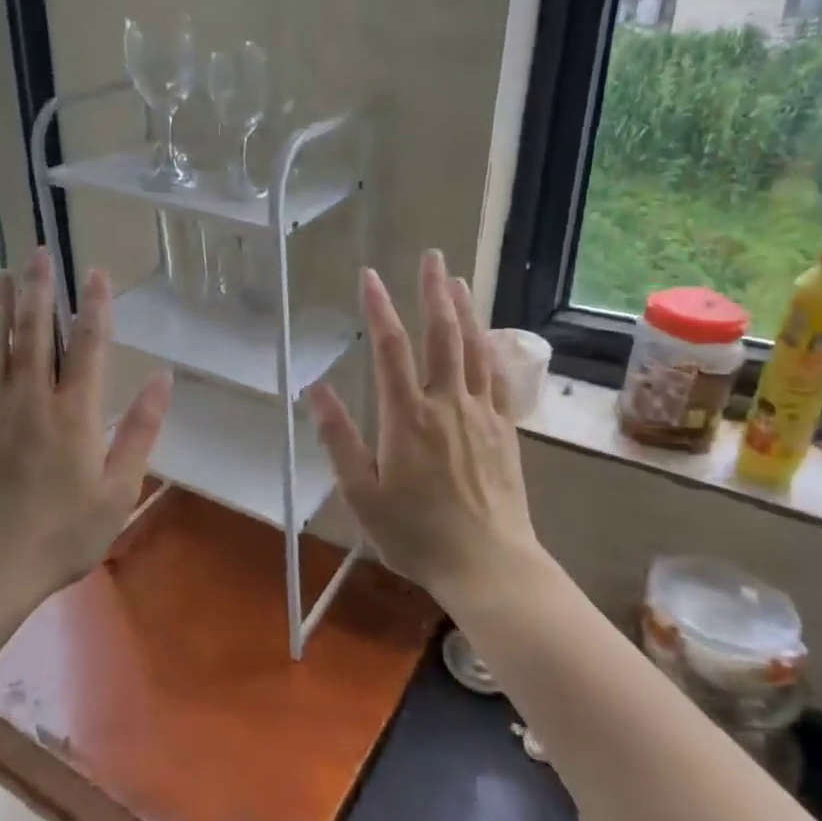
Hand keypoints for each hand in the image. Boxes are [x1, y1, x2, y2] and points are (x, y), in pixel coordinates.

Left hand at [0, 248, 171, 598]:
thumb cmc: (62, 534)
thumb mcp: (119, 490)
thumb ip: (141, 431)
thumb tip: (163, 379)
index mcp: (74, 413)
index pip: (88, 345)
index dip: (93, 305)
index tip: (94, 271)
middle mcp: (30, 400)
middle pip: (33, 332)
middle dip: (37, 289)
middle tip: (35, 252)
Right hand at [309, 250, 540, 603]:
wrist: (488, 564)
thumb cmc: (417, 534)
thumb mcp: (363, 494)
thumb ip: (339, 439)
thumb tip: (317, 389)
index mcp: (407, 417)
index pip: (390, 348)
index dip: (379, 307)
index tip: (370, 275)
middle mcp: (446, 404)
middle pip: (441, 335)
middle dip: (433, 291)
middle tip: (431, 255)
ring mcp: (481, 414)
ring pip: (474, 349)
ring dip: (465, 310)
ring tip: (458, 279)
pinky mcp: (504, 429)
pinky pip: (498, 377)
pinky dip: (491, 348)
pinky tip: (488, 336)